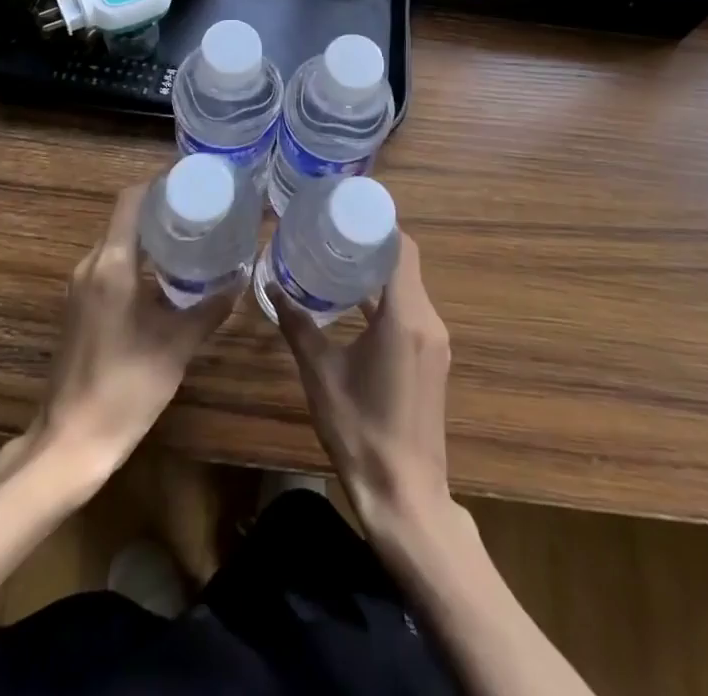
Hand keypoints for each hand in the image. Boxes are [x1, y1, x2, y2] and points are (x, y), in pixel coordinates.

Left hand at [36, 184, 237, 487]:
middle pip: (126, 218)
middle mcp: (91, 265)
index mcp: (112, 265)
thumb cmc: (124, 388)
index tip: (194, 181)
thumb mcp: (176, 346)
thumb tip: (240, 279)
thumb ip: (210, 308)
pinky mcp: (78, 307)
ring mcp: (80, 287)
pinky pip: (111, 265)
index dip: (160, 184)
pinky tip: (167, 276)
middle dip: (162, 209)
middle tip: (204, 209)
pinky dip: (138, 259)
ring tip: (192, 237)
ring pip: (118, 242)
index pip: (131, 200)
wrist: (70, 443)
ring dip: (150, 235)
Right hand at [272, 234, 453, 539]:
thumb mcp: (321, 374)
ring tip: (338, 259)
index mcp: (405, 316)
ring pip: (409, 288)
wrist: (405, 497)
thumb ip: (298, 326)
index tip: (347, 210)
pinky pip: (411, 311)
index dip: (379, 225)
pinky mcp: (432, 360)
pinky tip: (355, 303)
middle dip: (373, 244)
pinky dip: (387, 298)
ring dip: (379, 272)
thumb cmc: (360, 431)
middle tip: (333, 231)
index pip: (402, 248)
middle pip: (406, 263)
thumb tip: (272, 287)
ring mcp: (434, 342)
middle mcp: (428, 321)